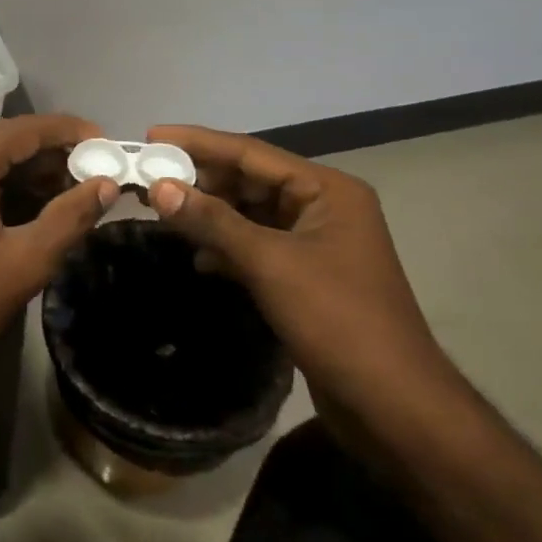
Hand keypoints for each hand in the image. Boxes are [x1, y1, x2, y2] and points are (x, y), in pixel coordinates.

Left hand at [0, 115, 115, 406]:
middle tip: (94, 176)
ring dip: (26, 170)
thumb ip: (70, 217)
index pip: (29, 128)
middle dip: (52, 153)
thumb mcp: (26, 262)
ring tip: (69, 194)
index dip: (72, 132)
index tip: (109, 147)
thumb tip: (106, 185)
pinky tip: (27, 207)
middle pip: (6, 138)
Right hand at [143, 126, 458, 420]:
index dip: (198, 142)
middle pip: (249, 180)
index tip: (150, 136)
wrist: (393, 405)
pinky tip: (197, 258)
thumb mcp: (270, 263)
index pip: (251, 152)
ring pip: (250, 215)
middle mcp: (323, 207)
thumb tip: (159, 186)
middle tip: (149, 178)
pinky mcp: (305, 275)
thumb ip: (213, 221)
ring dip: (209, 215)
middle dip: (201, 180)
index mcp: (326, 190)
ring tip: (161, 212)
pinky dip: (225, 248)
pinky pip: (256, 246)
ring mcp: (315, 242)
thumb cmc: (337, 320)